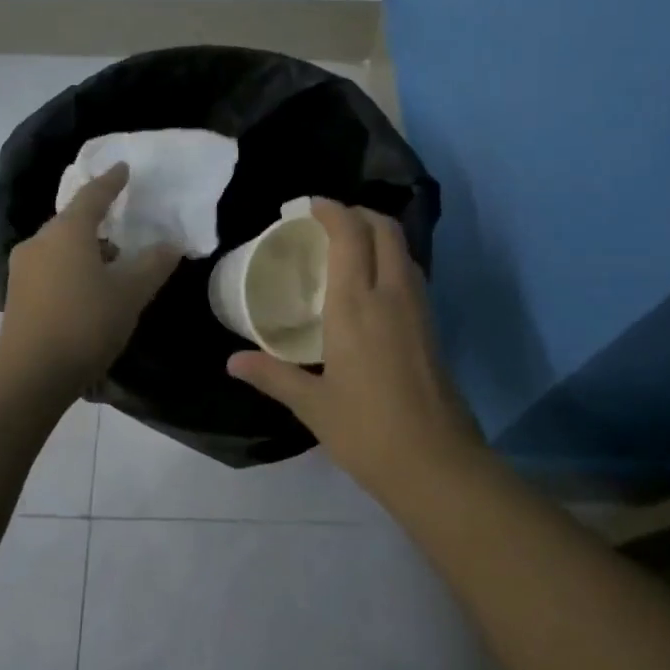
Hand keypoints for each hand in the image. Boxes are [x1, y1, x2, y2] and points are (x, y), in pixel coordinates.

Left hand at [0, 164, 181, 395]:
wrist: (30, 375)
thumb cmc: (85, 324)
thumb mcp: (130, 294)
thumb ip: (153, 264)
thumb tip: (170, 245)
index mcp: (67, 231)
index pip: (93, 195)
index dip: (111, 181)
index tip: (123, 169)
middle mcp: (39, 241)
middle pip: (73, 221)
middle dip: (99, 221)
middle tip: (125, 225)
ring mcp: (23, 268)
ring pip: (60, 246)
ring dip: (86, 249)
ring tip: (112, 265)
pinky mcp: (17, 295)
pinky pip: (50, 268)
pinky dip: (71, 268)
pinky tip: (87, 290)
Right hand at [227, 200, 484, 494]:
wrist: (437, 464)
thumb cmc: (367, 430)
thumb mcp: (313, 405)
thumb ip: (272, 375)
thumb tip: (232, 362)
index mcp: (357, 305)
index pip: (350, 235)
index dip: (332, 210)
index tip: (308, 205)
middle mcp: (392, 294)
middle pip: (384, 229)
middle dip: (358, 212)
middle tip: (328, 221)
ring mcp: (419, 308)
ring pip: (403, 249)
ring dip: (378, 233)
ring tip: (348, 245)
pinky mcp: (432, 326)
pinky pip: (411, 272)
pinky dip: (391, 258)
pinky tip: (372, 284)